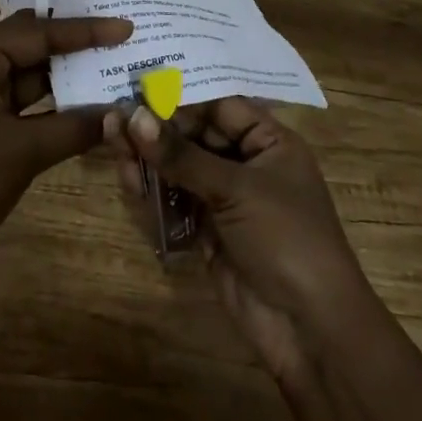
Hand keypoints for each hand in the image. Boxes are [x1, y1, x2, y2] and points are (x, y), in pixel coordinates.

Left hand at [0, 13, 132, 299]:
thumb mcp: (21, 152)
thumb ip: (75, 128)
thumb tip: (123, 113)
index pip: (38, 32)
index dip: (85, 30)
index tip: (126, 26)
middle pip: (34, 46)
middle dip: (77, 45)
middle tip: (123, 38)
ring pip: (33, 79)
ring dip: (70, 80)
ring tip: (116, 70)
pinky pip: (28, 109)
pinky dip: (58, 110)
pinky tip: (92, 111)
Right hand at [104, 97, 375, 381]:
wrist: (310, 329)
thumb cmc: (286, 237)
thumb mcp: (236, 189)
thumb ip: (181, 154)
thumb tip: (133, 116)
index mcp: (269, 141)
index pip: (219, 106)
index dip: (181, 98)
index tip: (139, 90)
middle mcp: (246, 163)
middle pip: (194, 135)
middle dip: (157, 128)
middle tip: (116, 117)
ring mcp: (226, 199)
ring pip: (180, 167)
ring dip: (148, 156)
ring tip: (111, 139)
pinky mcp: (207, 231)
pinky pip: (175, 200)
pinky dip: (152, 190)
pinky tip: (128, 178)